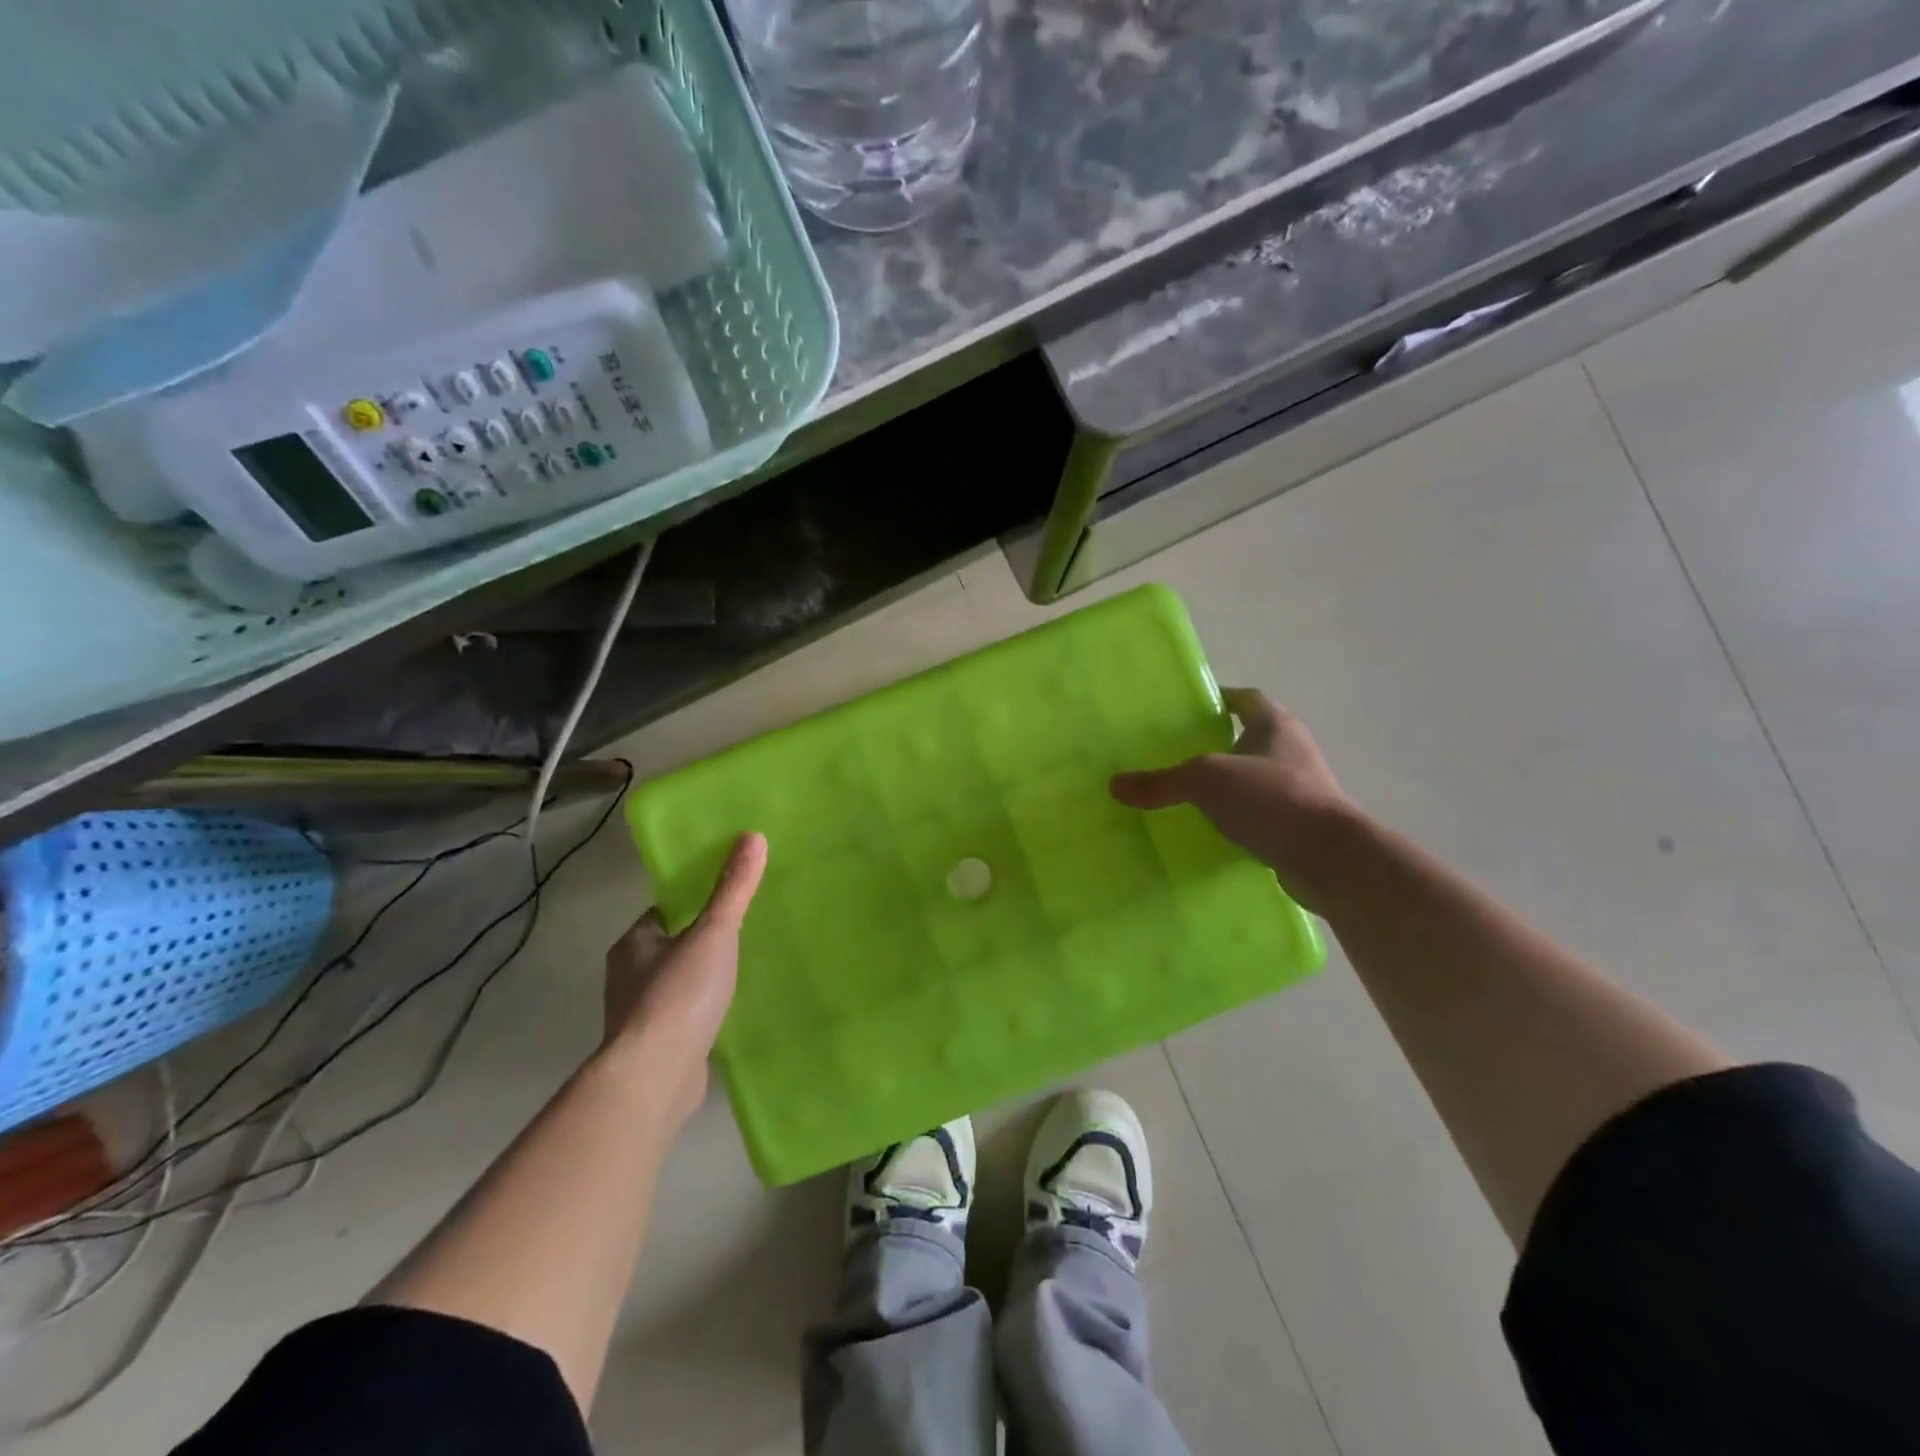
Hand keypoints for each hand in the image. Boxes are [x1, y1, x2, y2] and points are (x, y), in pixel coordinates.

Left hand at [600, 832, 767, 1126]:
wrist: (655, 1077)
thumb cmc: (678, 995)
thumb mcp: (713, 932)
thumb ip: (733, 889)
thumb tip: (754, 835)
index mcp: (633, 944)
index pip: (663, 912)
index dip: (692, 903)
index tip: (726, 900)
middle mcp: (628, 976)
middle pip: (669, 946)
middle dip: (699, 941)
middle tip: (742, 933)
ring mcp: (639, 1016)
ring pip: (675, 984)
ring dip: (700, 979)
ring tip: (741, 971)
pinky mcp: (655, 1047)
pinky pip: (682, 1017)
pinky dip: (700, 1012)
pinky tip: (727, 1013)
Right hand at [1111, 689, 1359, 912]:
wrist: (1330, 859)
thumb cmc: (1272, 799)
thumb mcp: (1207, 781)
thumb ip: (1162, 782)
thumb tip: (1116, 785)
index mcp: (1276, 725)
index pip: (1247, 698)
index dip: (1221, 698)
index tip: (1191, 709)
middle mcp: (1292, 751)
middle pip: (1251, 738)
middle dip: (1218, 743)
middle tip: (1176, 752)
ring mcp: (1300, 789)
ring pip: (1255, 778)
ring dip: (1228, 784)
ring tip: (1187, 794)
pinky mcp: (1299, 825)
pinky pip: (1260, 813)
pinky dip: (1238, 818)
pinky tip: (1211, 831)